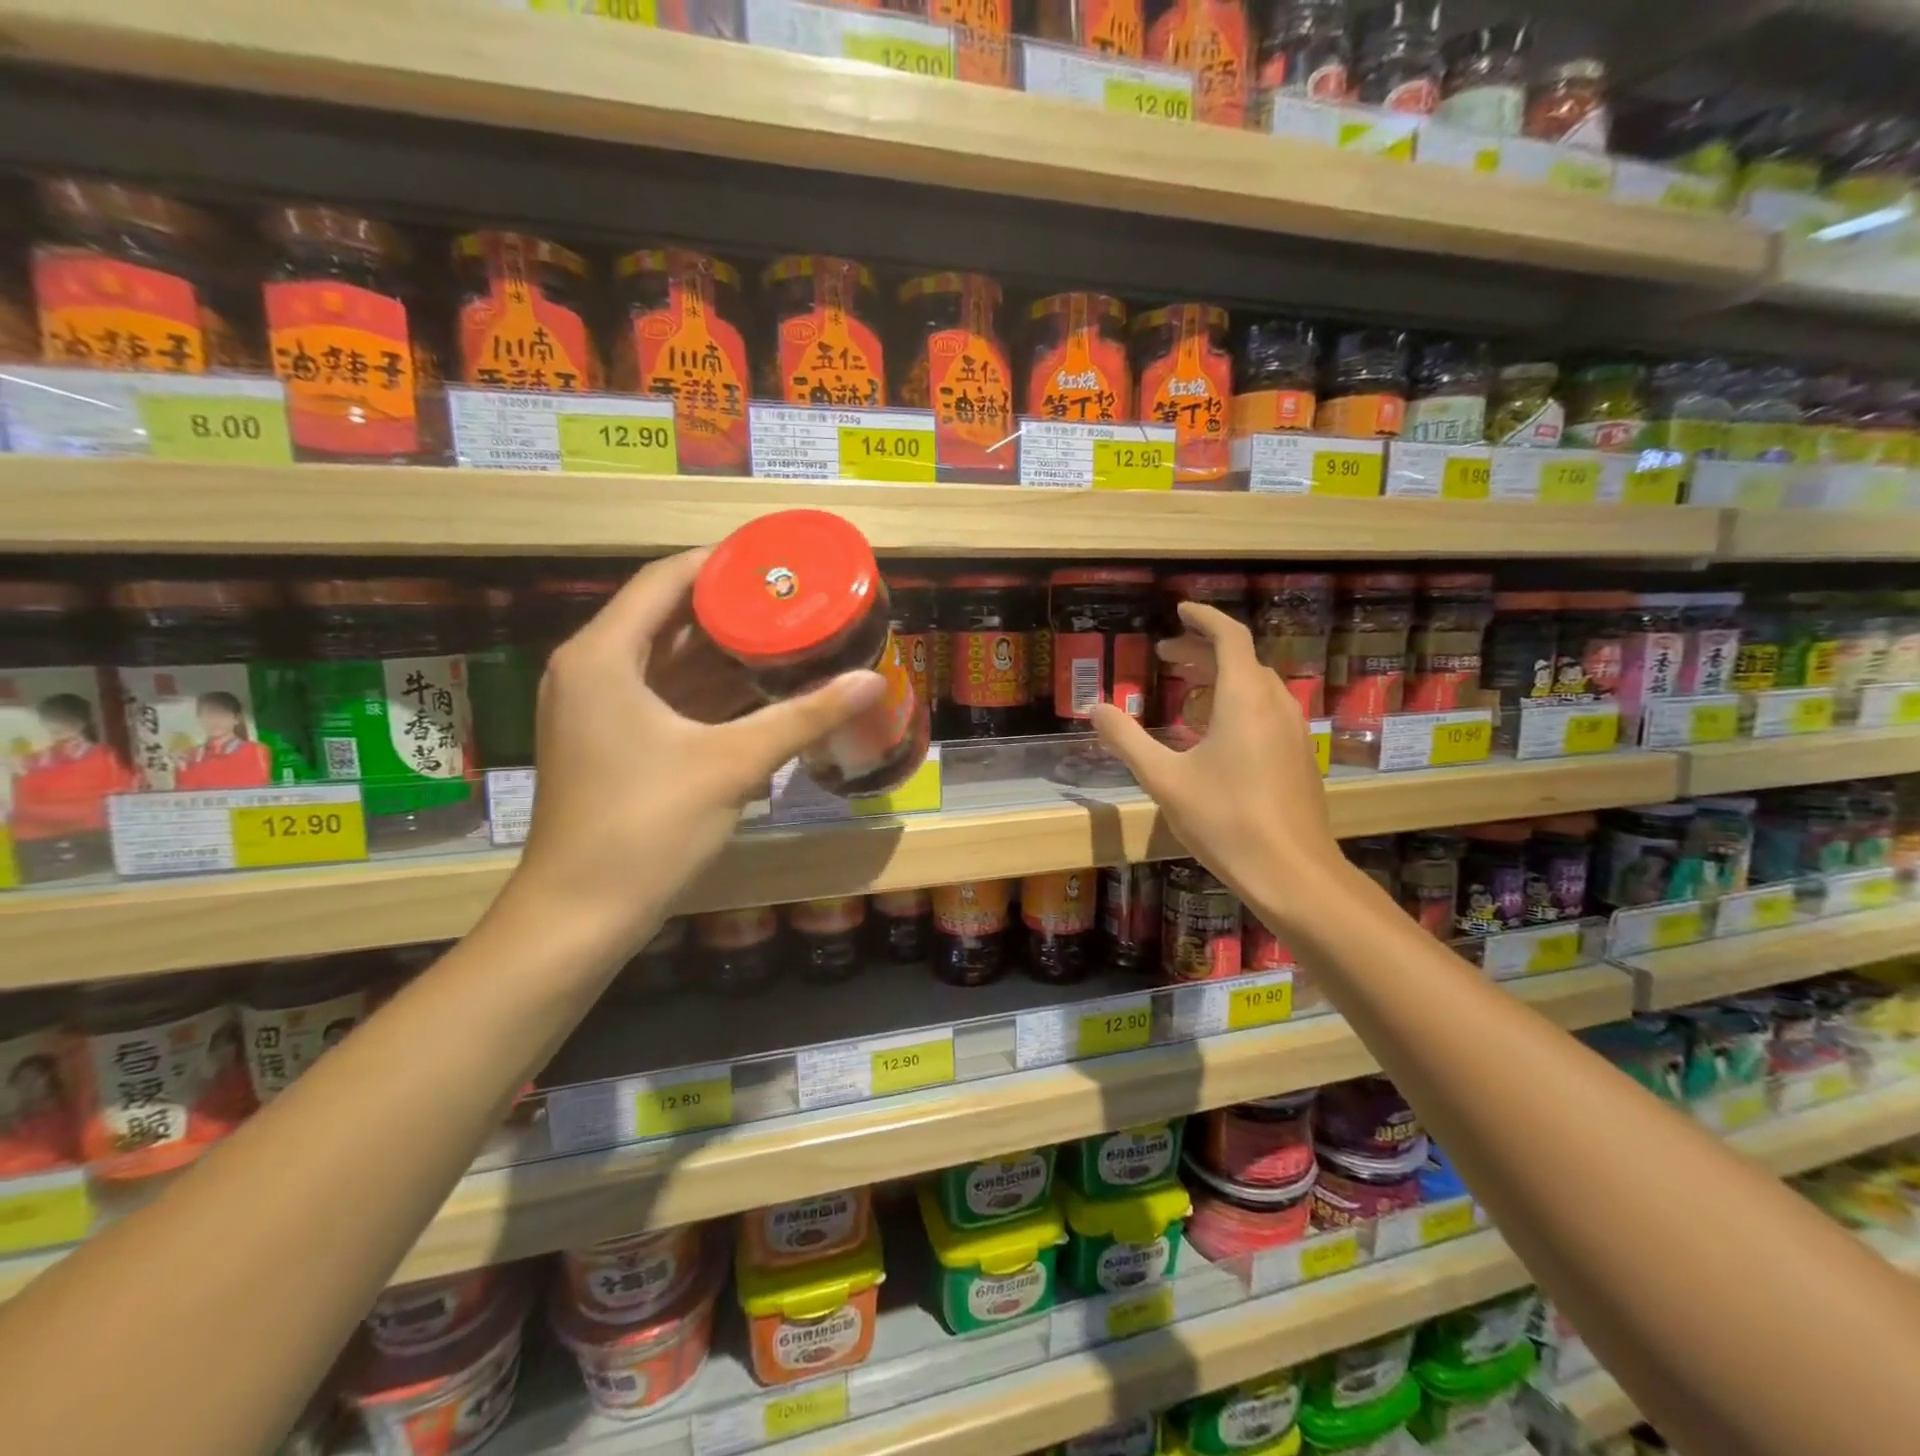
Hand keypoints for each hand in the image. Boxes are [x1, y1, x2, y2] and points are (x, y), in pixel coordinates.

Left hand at [508, 549, 884, 949]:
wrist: (580, 914)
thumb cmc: (647, 826)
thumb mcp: (732, 764)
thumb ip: (804, 717)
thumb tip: (873, 682)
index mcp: (603, 655)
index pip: (665, 580)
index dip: (722, 564)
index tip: (777, 562)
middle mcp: (593, 670)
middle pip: (667, 617)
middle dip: (732, 609)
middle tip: (795, 600)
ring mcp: (599, 710)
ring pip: (668, 661)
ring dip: (724, 651)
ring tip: (789, 635)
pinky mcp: (612, 743)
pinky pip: (666, 697)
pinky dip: (710, 690)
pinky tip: (761, 689)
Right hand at [1091, 602, 1340, 929]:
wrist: (1293, 872)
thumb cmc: (1225, 820)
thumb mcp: (1164, 779)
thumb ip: (1127, 739)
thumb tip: (1096, 708)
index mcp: (1244, 698)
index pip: (1229, 637)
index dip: (1204, 618)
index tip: (1180, 610)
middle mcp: (1275, 704)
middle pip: (1241, 660)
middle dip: (1202, 652)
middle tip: (1165, 658)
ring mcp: (1293, 731)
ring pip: (1256, 686)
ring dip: (1221, 678)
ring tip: (1186, 691)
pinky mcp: (1298, 756)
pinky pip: (1266, 711)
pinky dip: (1237, 703)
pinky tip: (1214, 734)